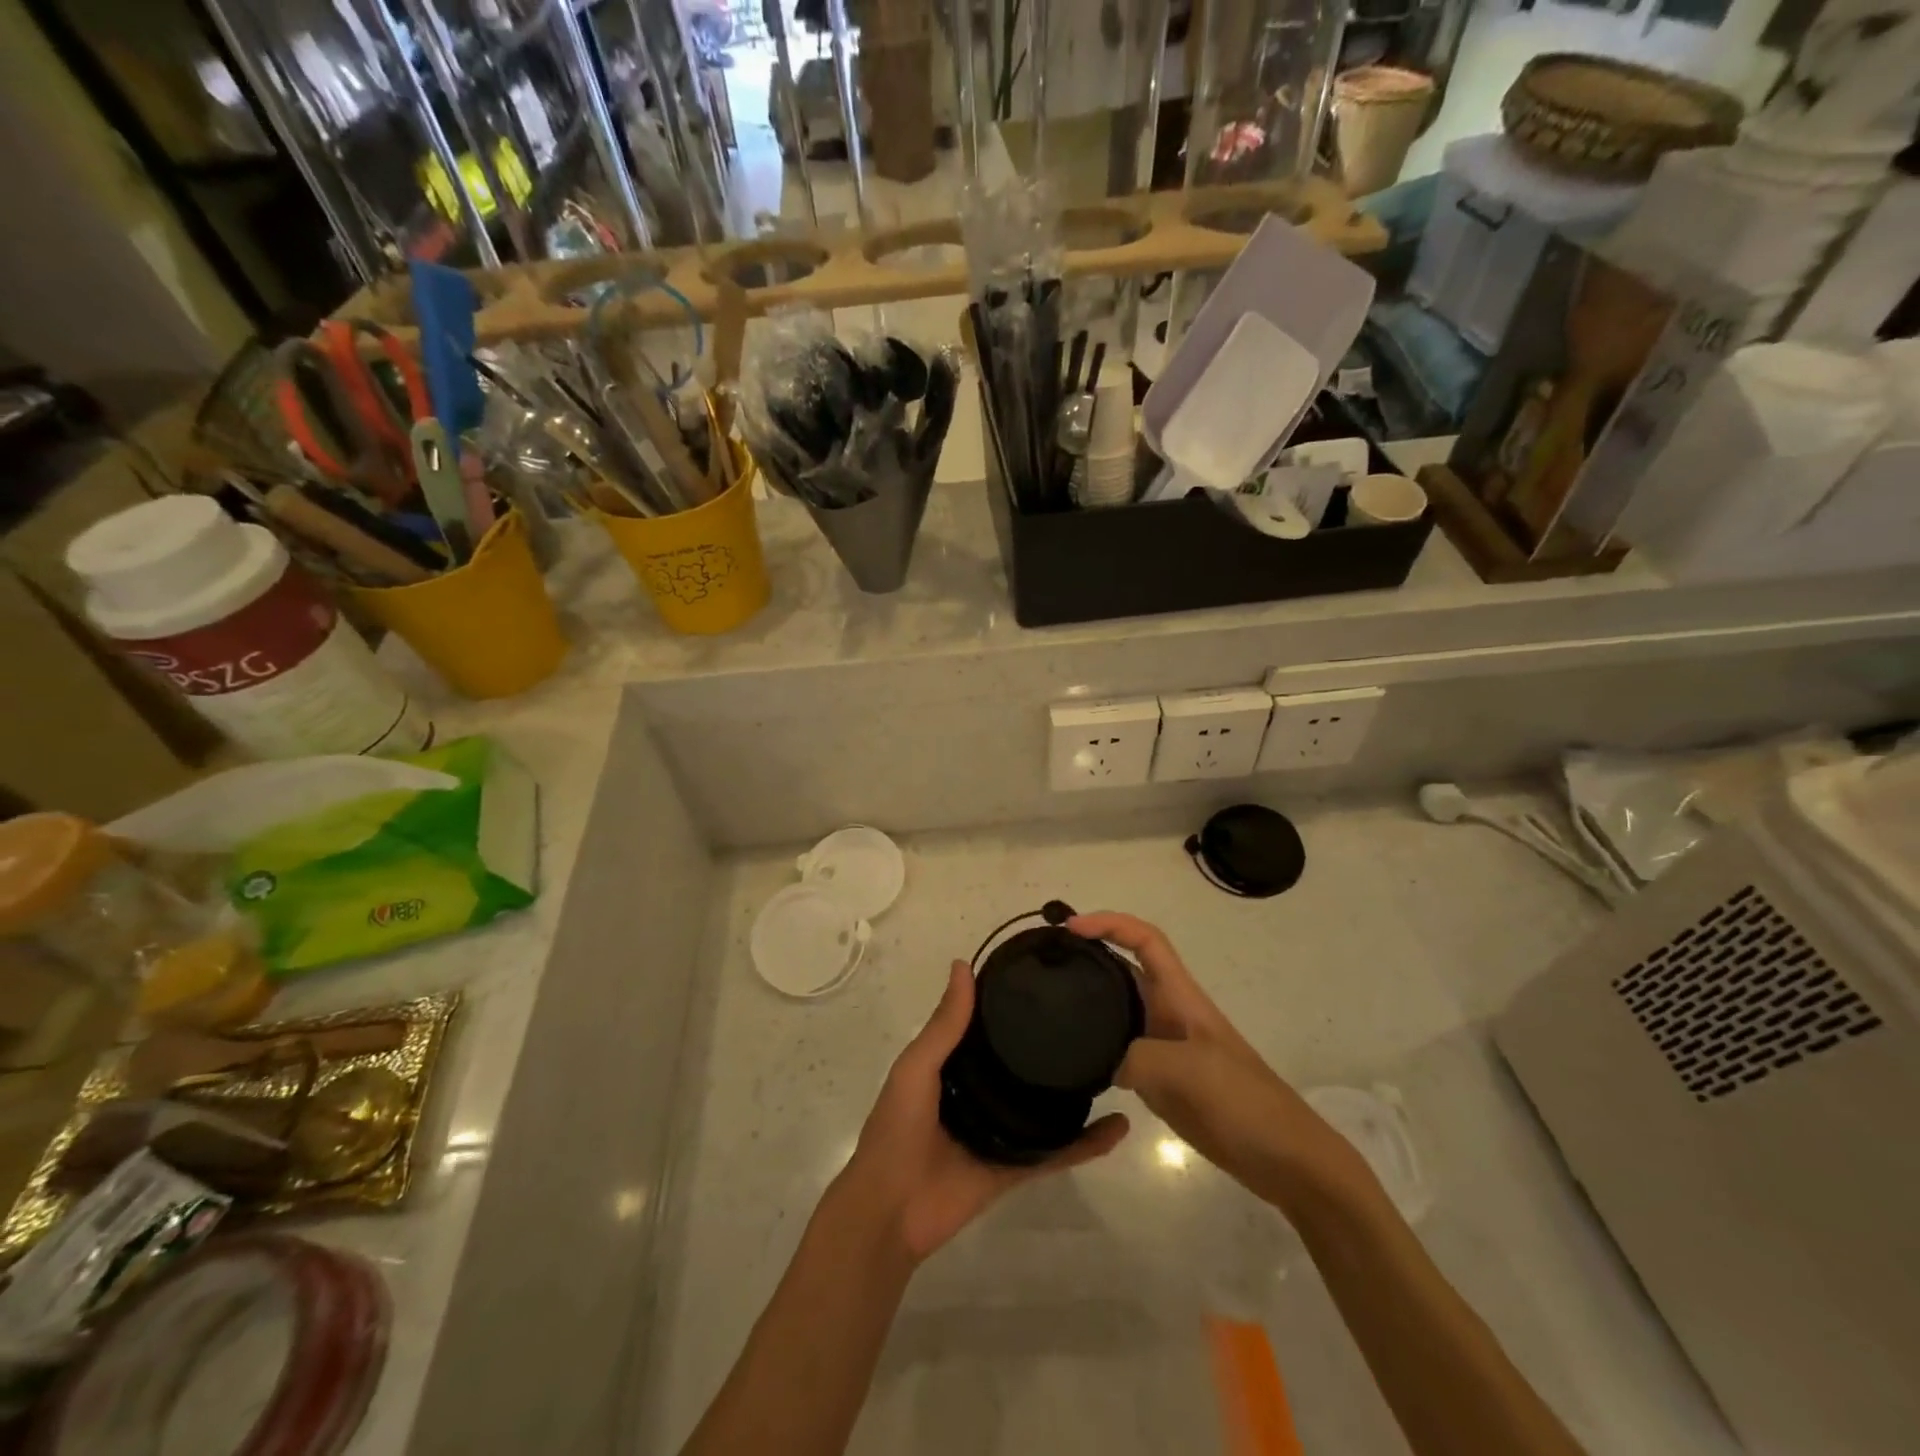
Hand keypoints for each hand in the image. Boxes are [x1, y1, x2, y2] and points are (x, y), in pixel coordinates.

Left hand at [835, 960, 1129, 1265]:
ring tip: (1114, 1060)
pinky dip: (1088, 1143)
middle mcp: (981, 1092)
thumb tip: (963, 964)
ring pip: (1046, 1105)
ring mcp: (1002, 1131)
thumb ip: (944, 1024)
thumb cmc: (898, 1128)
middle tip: (1091, 1014)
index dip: (1011, 1003)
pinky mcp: (1019, 1166)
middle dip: (1049, 1043)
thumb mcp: (916, 1067)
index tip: (1047, 977)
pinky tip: (1119, 1126)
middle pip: (1021, 1063)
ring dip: (1074, 1089)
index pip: (988, 1027)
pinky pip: (1058, 1151)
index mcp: (954, 1066)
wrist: (892, 1209)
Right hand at [1069, 912, 1355, 1210]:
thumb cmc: (1241, 1100)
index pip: (1144, 940)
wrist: (1284, 1158)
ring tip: (1045, 1007)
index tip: (1070, 928)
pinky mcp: (1161, 1079)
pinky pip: (1119, 1051)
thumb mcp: (1184, 1070)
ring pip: (1118, 1011)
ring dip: (1088, 1003)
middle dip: (1088, 957)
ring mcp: (1164, 1047)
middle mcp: (1168, 1013)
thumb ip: (1133, 1057)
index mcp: (1180, 996)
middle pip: (1124, 970)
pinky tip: (1071, 1060)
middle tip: (1043, 964)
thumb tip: (1096, 1061)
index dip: (1109, 923)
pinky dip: (1095, 1047)